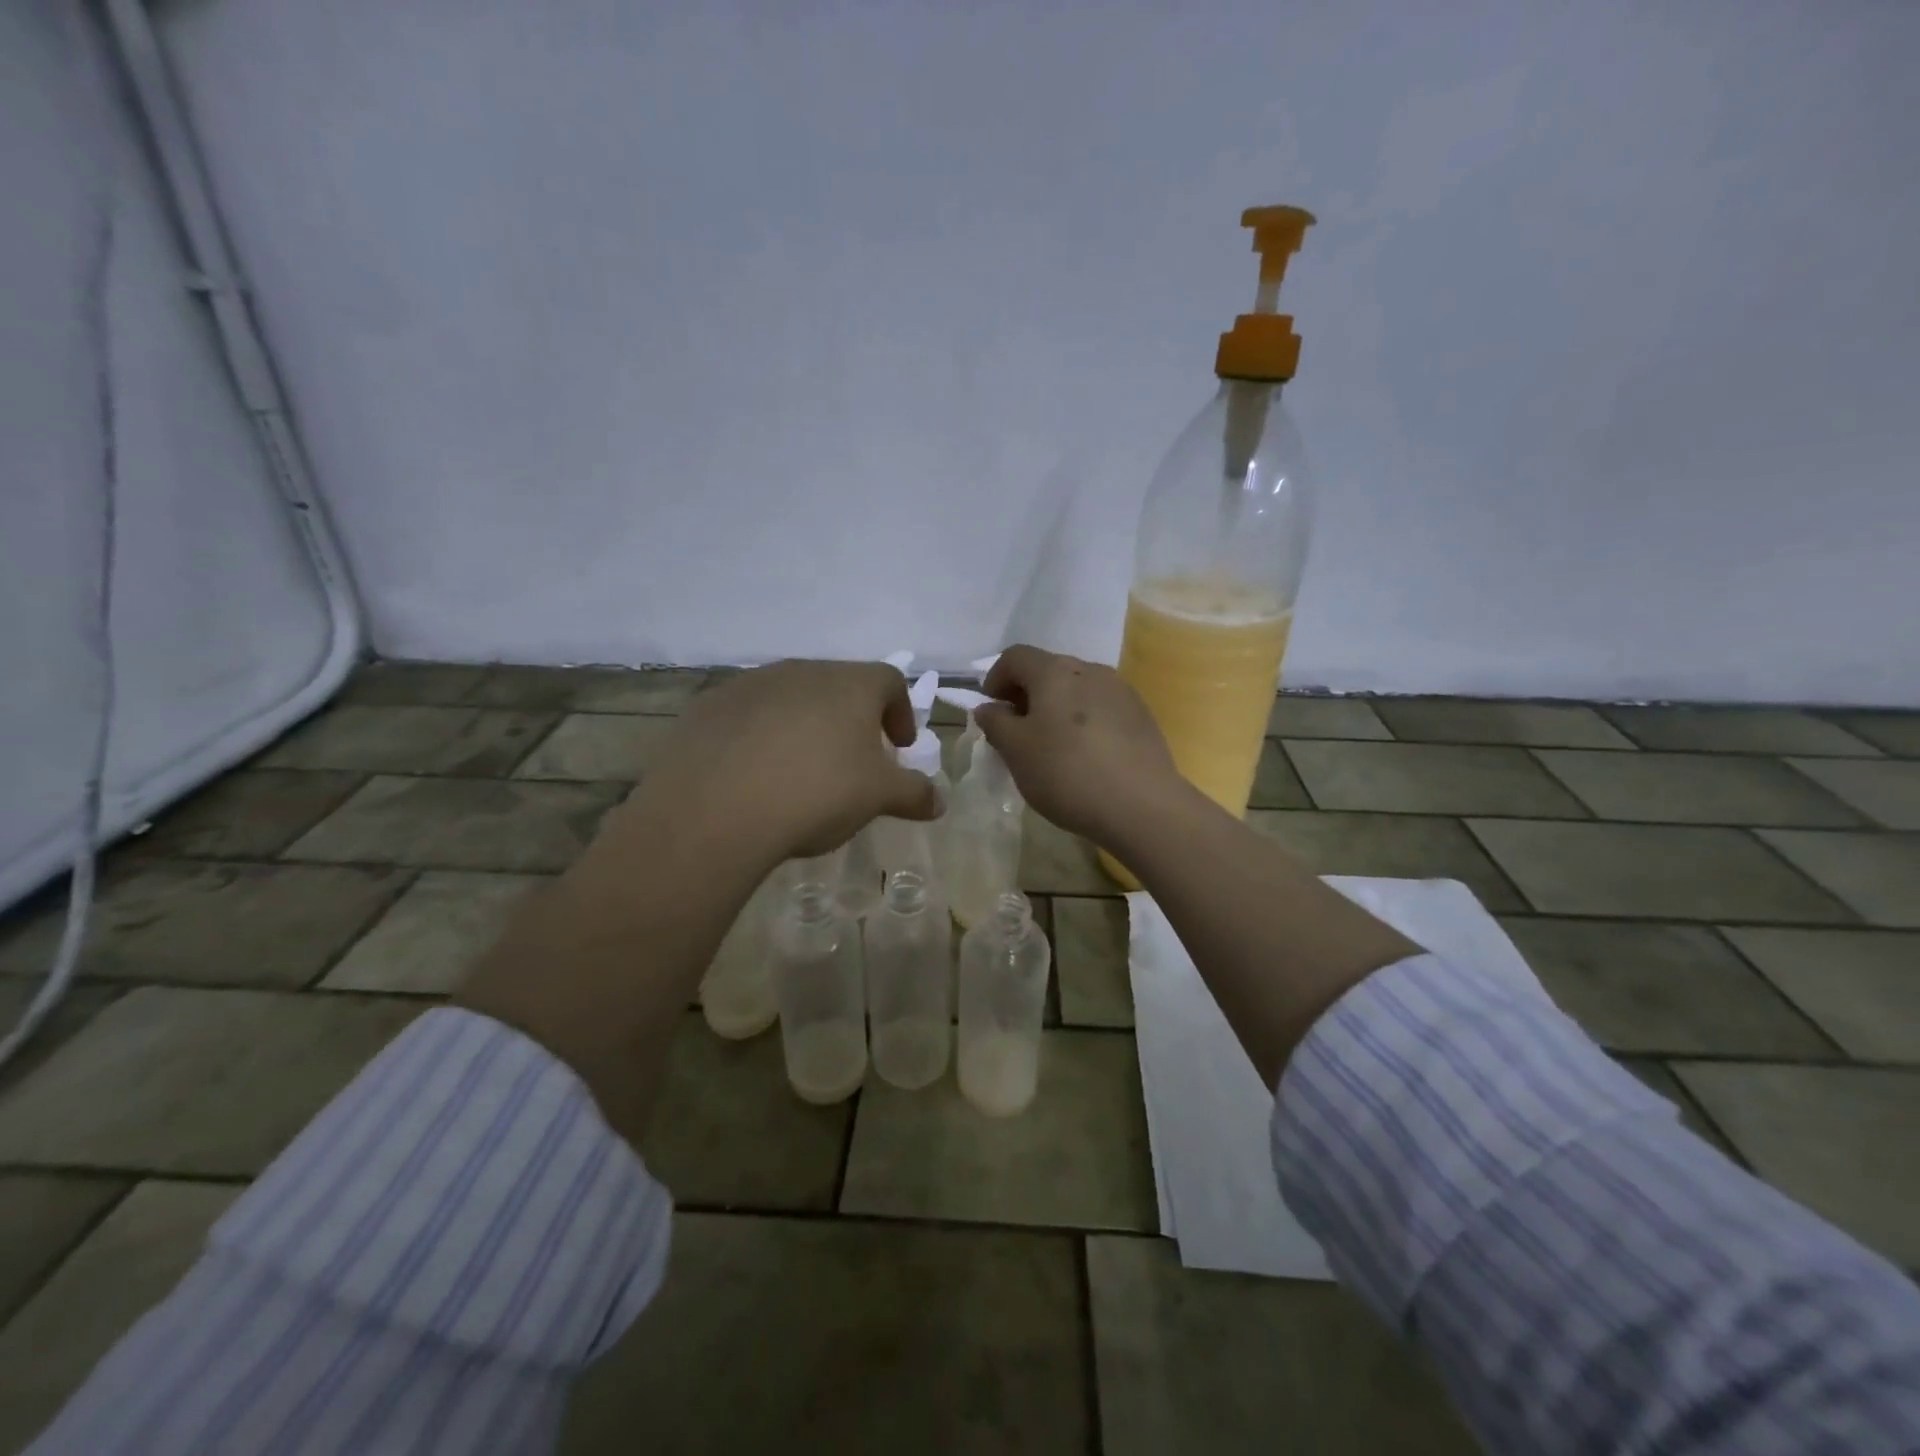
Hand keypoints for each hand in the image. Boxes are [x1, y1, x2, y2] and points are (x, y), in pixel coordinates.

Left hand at [611, 659, 941, 867]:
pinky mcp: (709, 707)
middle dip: (852, 720)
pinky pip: (747, 715)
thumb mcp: (878, 798)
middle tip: (852, 761)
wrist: (714, 809)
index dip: (900, 711)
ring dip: (804, 726)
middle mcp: (802, 671)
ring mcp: (751, 684)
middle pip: (839, 686)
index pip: (890, 680)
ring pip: (791, 698)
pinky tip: (754, 775)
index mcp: (850, 684)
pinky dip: (760, 736)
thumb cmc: (816, 792)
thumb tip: (939, 800)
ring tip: (800, 770)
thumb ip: (914, 793)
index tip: (898, 747)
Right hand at [977, 645, 1181, 844]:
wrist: (1142, 806)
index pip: (1015, 656)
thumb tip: (989, 708)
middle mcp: (1090, 670)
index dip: (995, 678)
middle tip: (1016, 730)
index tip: (990, 710)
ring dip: (1056, 707)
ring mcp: (1121, 691)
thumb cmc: (1067, 773)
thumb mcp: (1016, 751)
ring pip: (1077, 689)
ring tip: (1051, 745)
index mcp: (1055, 671)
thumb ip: (996, 723)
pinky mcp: (1142, 716)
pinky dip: (1083, 721)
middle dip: (1026, 693)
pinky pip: (1101, 708)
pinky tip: (1085, 755)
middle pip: (1048, 670)